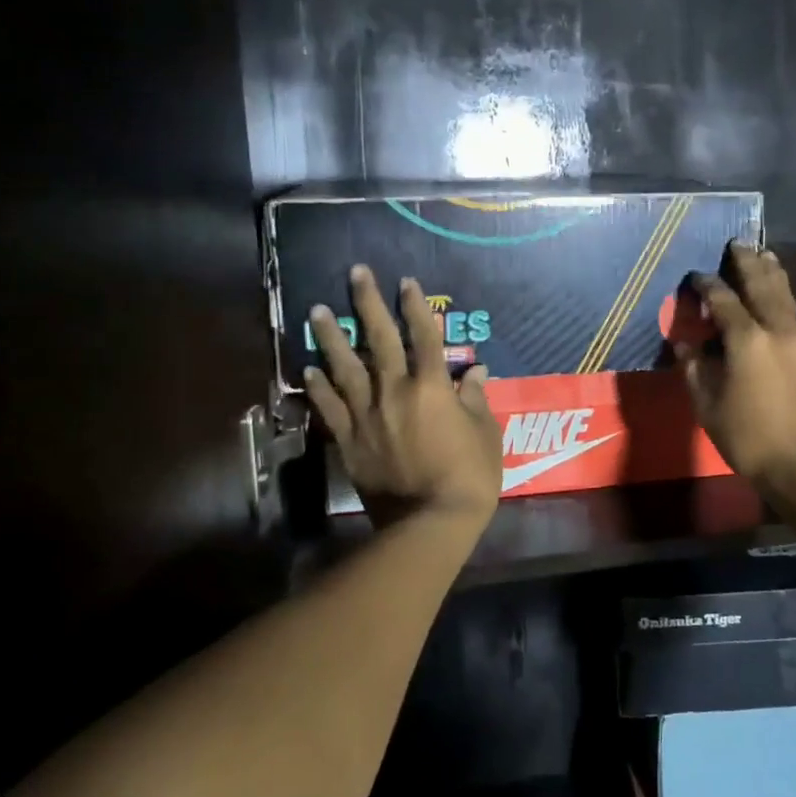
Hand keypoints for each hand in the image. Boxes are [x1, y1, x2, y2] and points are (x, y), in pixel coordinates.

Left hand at [304, 265, 503, 529]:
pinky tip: (309, 369)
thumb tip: (475, 373)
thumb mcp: (486, 435)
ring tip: (317, 311)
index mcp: (433, 387)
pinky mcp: (350, 441)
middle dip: (368, 304)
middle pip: (380, 340)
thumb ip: (476, 400)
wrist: (429, 522)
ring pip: (345, 368)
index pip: (425, 337)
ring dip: (332, 337)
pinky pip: (330, 408)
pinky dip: (319, 387)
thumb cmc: (469, 477)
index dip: (416, 307)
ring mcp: (368, 416)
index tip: (406, 282)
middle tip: (356, 274)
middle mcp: (396, 392)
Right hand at [675, 243, 795, 489]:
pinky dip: (785, 299)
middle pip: (762, 285)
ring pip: (787, 297)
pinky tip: (779, 301)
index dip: (707, 284)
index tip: (696, 275)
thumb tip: (684, 341)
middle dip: (748, 262)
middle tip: (738, 242)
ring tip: (766, 254)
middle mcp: (778, 330)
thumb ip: (694, 367)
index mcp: (747, 340)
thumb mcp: (708, 405)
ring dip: (774, 273)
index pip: (723, 300)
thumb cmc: (748, 437)